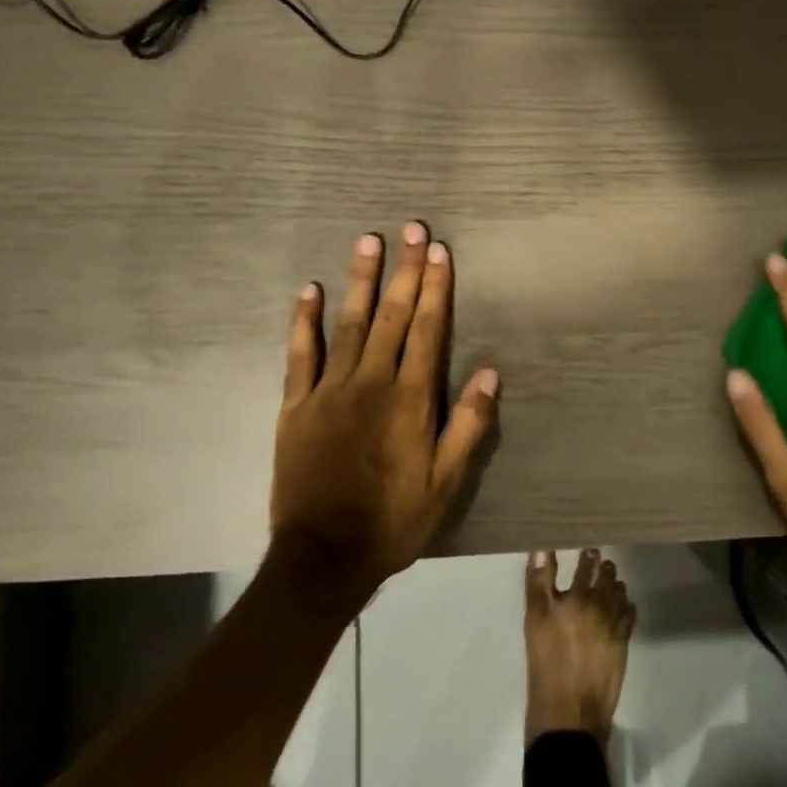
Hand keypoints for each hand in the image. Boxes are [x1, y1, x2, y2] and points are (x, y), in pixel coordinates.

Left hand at [271, 222, 499, 603]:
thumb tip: (490, 372)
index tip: (439, 251)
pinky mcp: (296, 405)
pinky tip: (309, 290)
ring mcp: (329, 391)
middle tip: (412, 228)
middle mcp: (371, 383)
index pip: (427, 330)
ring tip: (368, 241)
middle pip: (392, 316)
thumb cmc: (393, 519)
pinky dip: (304, 321)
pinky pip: (300, 355)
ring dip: (360, 280)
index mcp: (410, 399)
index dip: (436, 288)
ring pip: (348, 324)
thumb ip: (468, 425)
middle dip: (405, 270)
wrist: (323, 557)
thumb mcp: (446, 483)